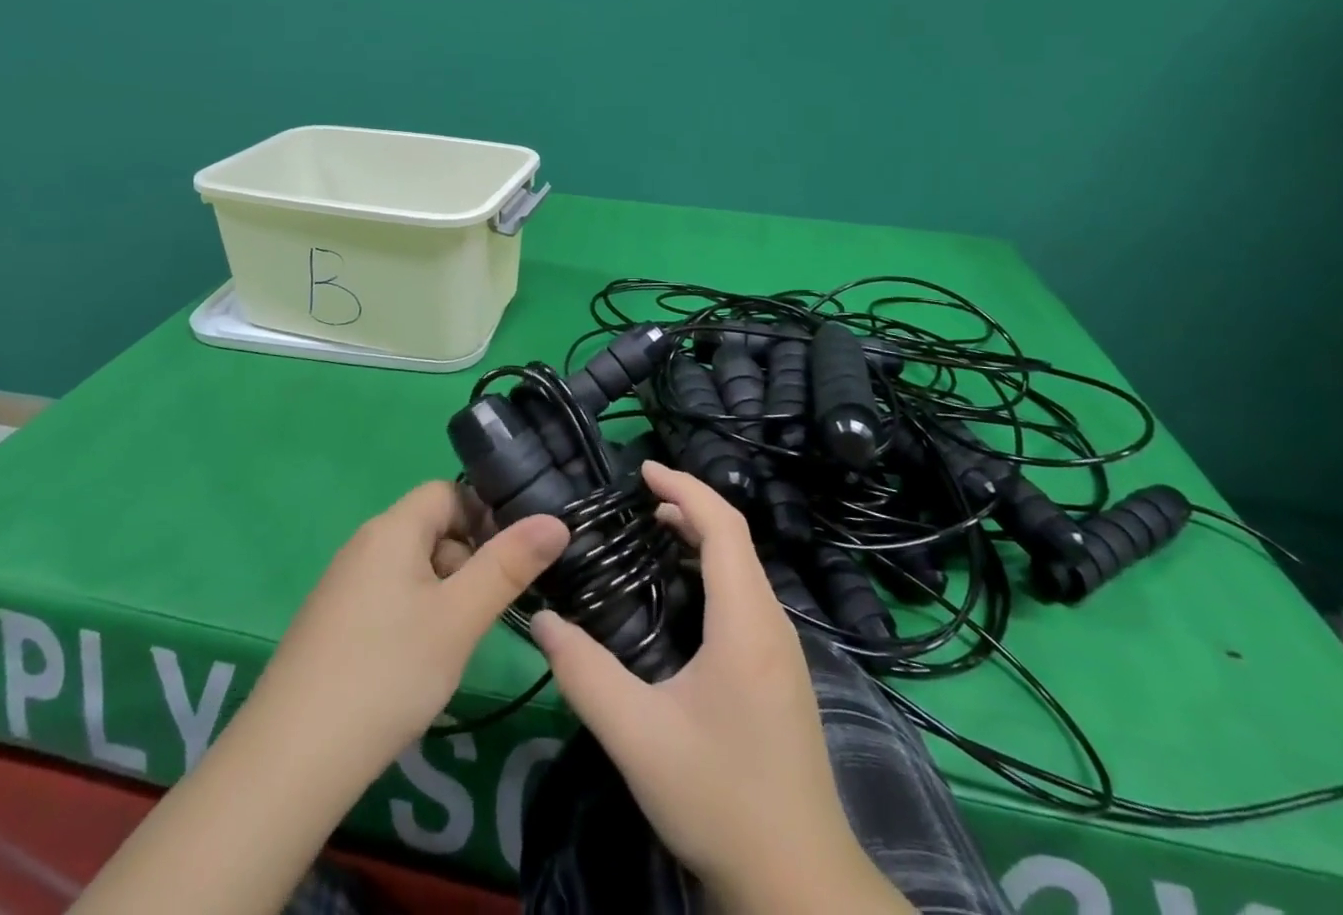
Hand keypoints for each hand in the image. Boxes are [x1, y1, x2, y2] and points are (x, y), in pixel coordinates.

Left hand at [74, 488, 566, 914]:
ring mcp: (344, 585)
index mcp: (392, 528)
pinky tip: (417, 664)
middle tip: (485, 612)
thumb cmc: (387, 672)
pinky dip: (414, 617)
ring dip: (444, 594)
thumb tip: (556, 520)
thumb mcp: (460, 618)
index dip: (484, 515)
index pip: (448, 491)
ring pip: (412, 568)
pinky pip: (388, 598)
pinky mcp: (333, 623)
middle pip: (431, 529)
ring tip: (456, 644)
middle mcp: (364, 545)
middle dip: (468, 561)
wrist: (290, 761)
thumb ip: (509, 565)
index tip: (511, 560)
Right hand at [530, 463, 904, 914]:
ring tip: (655, 529)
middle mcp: (772, 623)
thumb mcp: (639, 738)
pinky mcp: (781, 675)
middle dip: (689, 505)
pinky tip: (684, 595)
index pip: (723, 526)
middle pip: (735, 539)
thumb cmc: (721, 799)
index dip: (684, 488)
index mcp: (746, 621)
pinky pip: (747, 596)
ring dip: (702, 538)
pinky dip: (713, 570)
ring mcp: (782, 651)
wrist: (799, 883)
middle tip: (638, 496)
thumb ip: (585, 675)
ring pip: (744, 568)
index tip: (643, 469)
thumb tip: (543, 622)